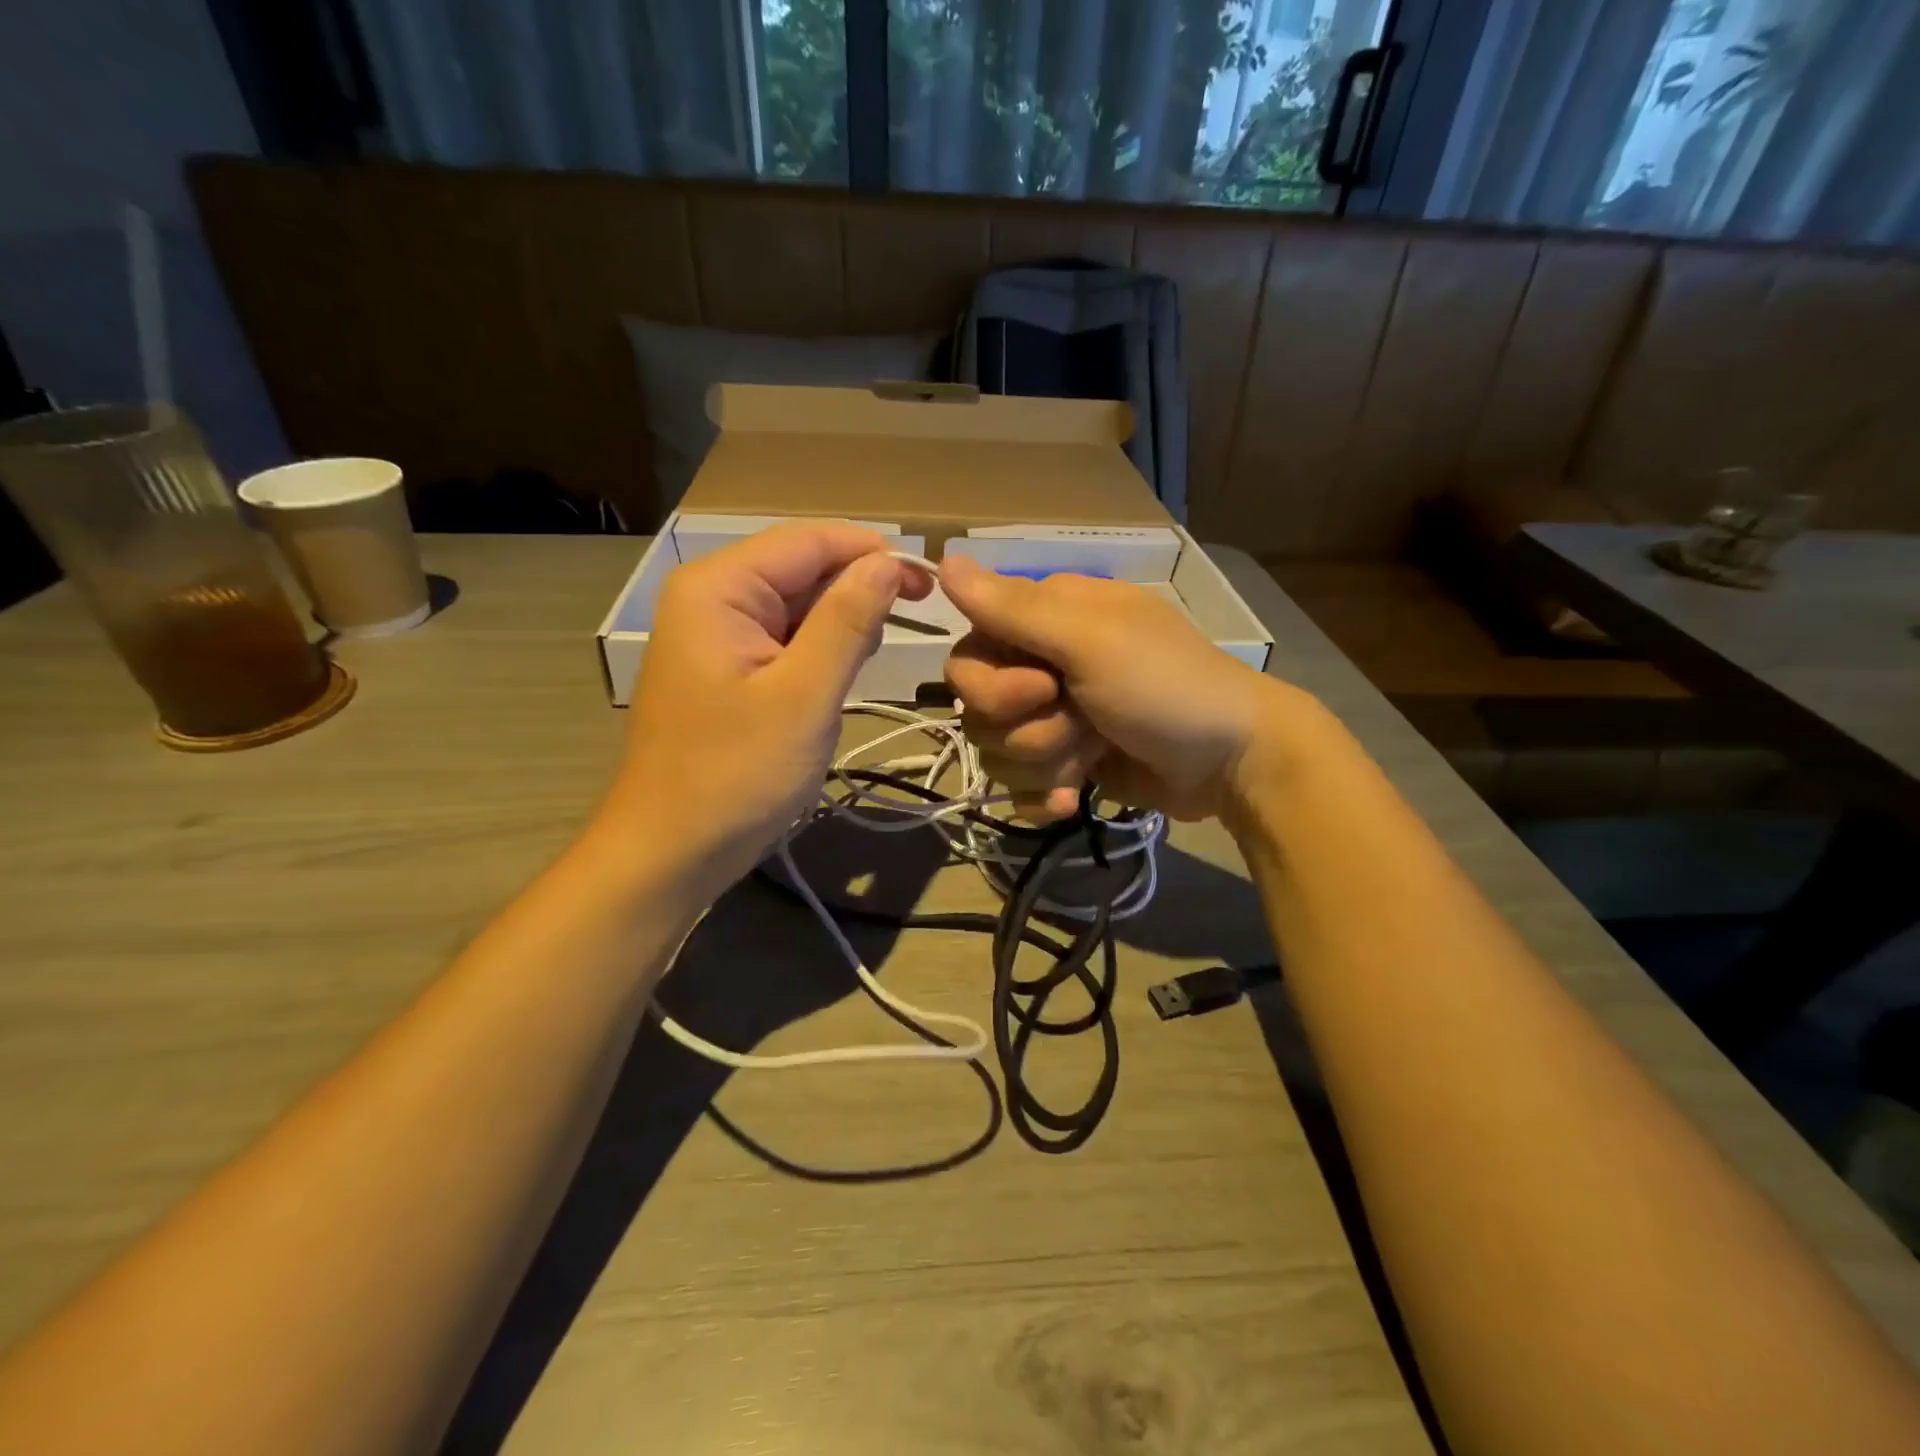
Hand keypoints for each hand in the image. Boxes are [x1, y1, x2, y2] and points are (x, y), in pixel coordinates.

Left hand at [603, 522, 927, 899]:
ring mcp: (715, 633)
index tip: (930, 583)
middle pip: (802, 567)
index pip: (809, 540)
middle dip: (858, 589)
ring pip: (797, 604)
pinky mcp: (726, 667)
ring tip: (865, 664)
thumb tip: (889, 562)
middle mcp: (712, 596)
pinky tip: (836, 678)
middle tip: (915, 624)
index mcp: (719, 588)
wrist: (672, 850)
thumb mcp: (804, 695)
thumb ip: (847, 622)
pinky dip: (819, 651)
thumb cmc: (736, 775)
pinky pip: (784, 638)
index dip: (873, 552)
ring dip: (841, 624)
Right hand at [940, 554, 1291, 823]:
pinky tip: (1073, 798)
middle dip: (1026, 729)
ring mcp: (1053, 719)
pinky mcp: (1065, 764)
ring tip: (1091, 757)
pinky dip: (1044, 796)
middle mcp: (1041, 666)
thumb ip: (1014, 608)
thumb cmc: (1166, 687)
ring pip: (997, 752)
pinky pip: (1019, 787)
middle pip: (977, 710)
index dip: (991, 684)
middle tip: (1078, 726)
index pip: (968, 654)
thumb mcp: (1091, 641)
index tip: (1044, 688)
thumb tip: (942, 558)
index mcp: (1045, 622)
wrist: (1231, 762)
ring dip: (1044, 763)